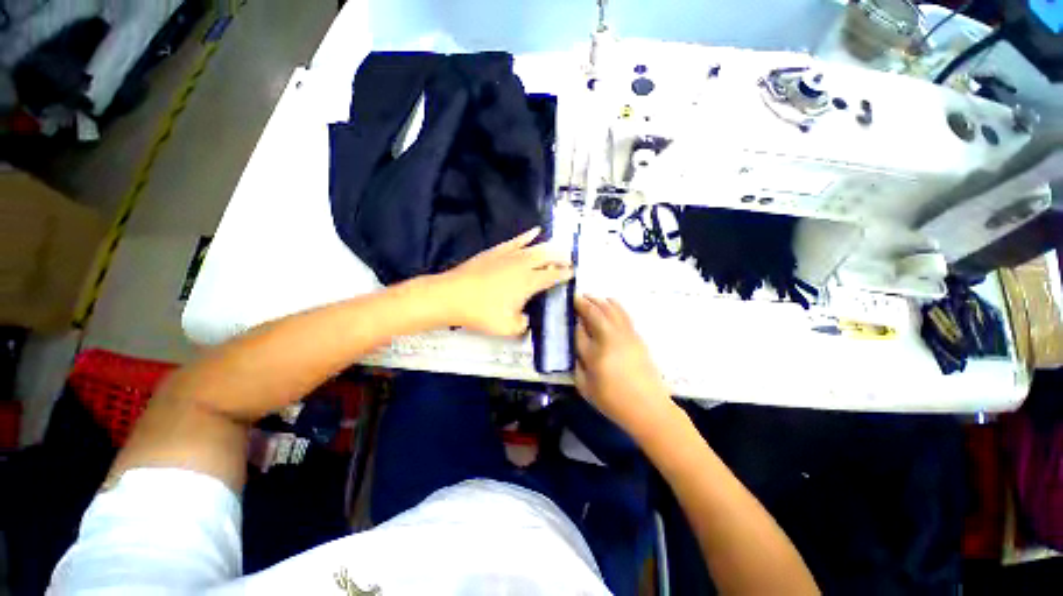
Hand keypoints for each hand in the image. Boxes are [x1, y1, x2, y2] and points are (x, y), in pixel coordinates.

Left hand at [436, 227, 572, 336]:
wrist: (452, 295)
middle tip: (569, 258)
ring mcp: (509, 256)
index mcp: (528, 283)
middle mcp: (523, 265)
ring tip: (559, 246)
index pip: (552, 276)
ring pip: (535, 247)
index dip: (564, 274)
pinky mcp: (496, 251)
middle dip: (561, 257)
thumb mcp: (507, 328)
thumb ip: (522, 324)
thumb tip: (525, 319)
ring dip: (549, 246)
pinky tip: (534, 231)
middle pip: (547, 257)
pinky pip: (516, 241)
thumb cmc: (481, 312)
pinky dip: (527, 236)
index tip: (572, 272)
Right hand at [574, 295, 678, 437]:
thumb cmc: (613, 402)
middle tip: (575, 298)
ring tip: (589, 296)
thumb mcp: (586, 389)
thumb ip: (576, 366)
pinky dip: (614, 305)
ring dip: (598, 300)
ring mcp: (626, 336)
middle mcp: (610, 340)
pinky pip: (624, 314)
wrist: (649, 407)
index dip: (573, 320)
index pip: (579, 330)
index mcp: (595, 355)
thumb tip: (574, 347)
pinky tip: (609, 302)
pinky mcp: (637, 336)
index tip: (567, 313)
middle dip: (583, 303)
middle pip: (595, 313)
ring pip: (611, 310)